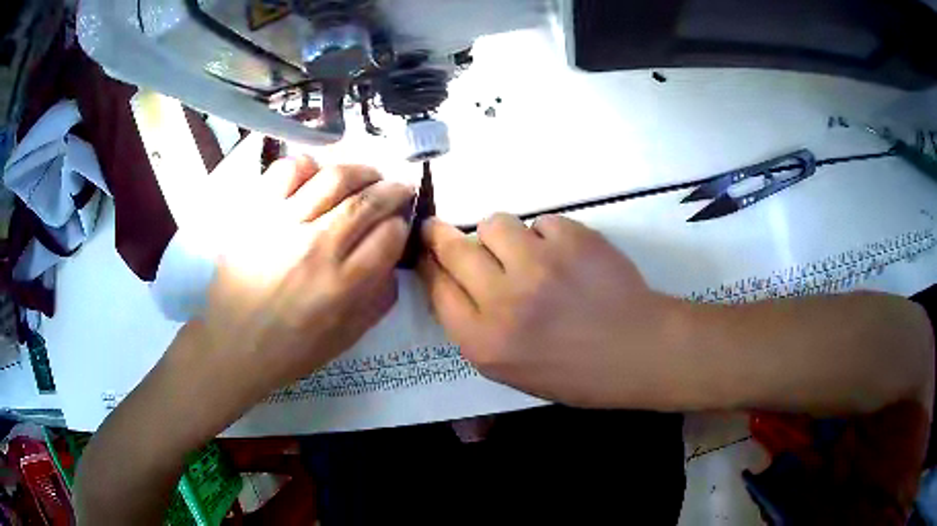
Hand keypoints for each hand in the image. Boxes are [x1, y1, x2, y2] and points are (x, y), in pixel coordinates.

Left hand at [177, 156, 413, 408]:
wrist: (232, 344)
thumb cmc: (291, 348)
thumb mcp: (347, 336)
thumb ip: (379, 298)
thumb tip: (392, 258)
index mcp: (343, 285)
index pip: (390, 235)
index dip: (401, 226)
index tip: (398, 227)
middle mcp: (317, 247)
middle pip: (369, 199)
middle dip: (393, 190)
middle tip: (397, 190)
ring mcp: (283, 223)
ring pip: (335, 176)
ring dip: (361, 171)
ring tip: (365, 177)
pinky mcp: (256, 212)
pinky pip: (288, 170)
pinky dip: (309, 166)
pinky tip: (315, 178)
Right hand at [418, 213, 683, 407]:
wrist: (639, 352)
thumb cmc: (576, 372)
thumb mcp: (512, 370)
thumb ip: (476, 329)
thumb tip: (453, 283)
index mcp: (484, 342)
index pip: (437, 288)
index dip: (429, 265)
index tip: (427, 252)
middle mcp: (503, 301)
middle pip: (454, 249)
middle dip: (441, 236)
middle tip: (440, 229)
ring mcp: (539, 265)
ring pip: (495, 223)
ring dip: (501, 235)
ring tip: (523, 251)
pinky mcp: (572, 239)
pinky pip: (541, 222)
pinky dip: (547, 235)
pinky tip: (565, 256)